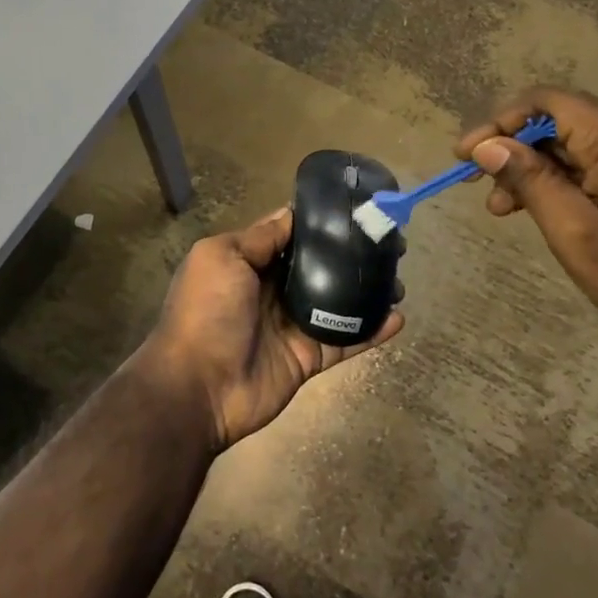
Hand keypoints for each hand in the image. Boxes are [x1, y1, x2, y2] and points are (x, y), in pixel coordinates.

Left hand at [139, 207, 403, 450]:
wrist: (197, 387)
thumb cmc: (206, 311)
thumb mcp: (222, 257)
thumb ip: (259, 238)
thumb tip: (291, 214)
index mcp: (249, 263)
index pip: (290, 236)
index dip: (320, 224)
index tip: (355, 210)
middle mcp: (272, 290)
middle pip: (320, 267)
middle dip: (351, 255)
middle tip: (390, 245)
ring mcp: (292, 325)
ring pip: (338, 302)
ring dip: (367, 291)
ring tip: (399, 279)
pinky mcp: (308, 358)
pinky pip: (345, 340)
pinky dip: (371, 331)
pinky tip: (398, 317)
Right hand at [456, 88, 597, 354]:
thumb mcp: (574, 231)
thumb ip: (529, 180)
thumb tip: (486, 146)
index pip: (547, 102)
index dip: (499, 123)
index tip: (465, 154)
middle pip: (559, 122)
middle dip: (513, 151)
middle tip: (480, 188)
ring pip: (574, 144)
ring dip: (534, 169)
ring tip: (504, 209)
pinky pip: (595, 161)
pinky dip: (562, 179)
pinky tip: (539, 208)